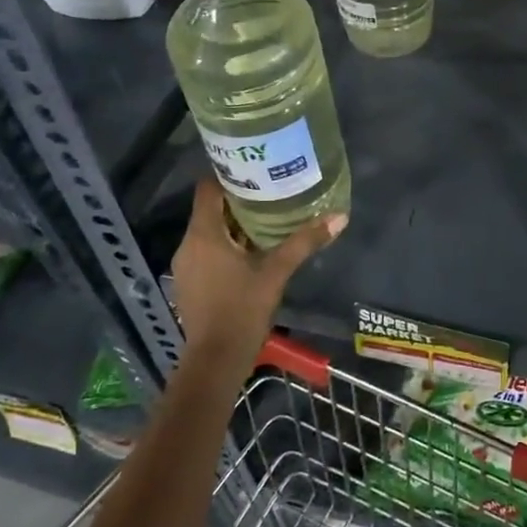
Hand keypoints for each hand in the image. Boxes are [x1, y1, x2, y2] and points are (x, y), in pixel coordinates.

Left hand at [170, 178, 345, 366]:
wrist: (215, 361)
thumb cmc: (242, 310)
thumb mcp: (276, 272)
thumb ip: (304, 242)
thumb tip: (339, 217)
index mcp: (204, 234)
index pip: (208, 188)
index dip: (228, 173)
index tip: (255, 166)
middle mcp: (188, 244)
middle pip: (210, 208)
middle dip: (237, 198)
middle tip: (270, 188)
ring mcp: (186, 265)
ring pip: (209, 230)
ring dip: (233, 222)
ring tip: (265, 214)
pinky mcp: (189, 282)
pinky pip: (206, 249)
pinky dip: (225, 243)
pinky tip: (251, 248)